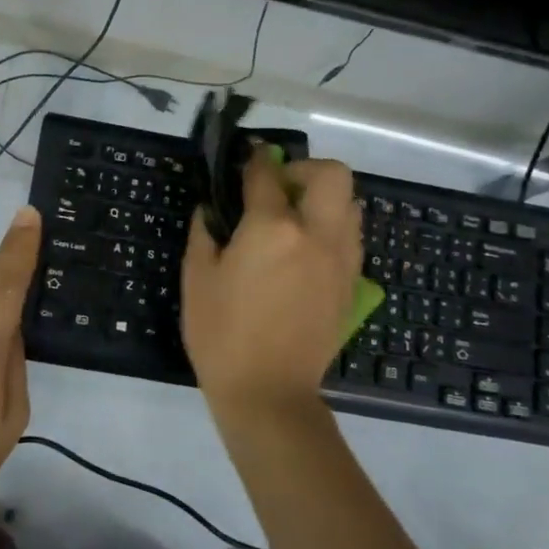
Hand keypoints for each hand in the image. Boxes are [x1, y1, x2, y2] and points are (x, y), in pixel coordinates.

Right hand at [181, 151, 361, 411]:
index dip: (254, 159)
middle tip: (279, 189)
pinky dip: (333, 227)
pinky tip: (306, 250)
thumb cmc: (221, 334)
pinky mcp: (350, 283)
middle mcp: (316, 234)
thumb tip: (210, 209)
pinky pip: (351, 236)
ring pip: (350, 204)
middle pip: (331, 174)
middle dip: (304, 169)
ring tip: (294, 219)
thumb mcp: (197, 279)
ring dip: (324, 198)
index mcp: (272, 229)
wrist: (268, 392)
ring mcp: (340, 259)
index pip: (267, 175)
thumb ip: (205, 233)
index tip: (247, 156)